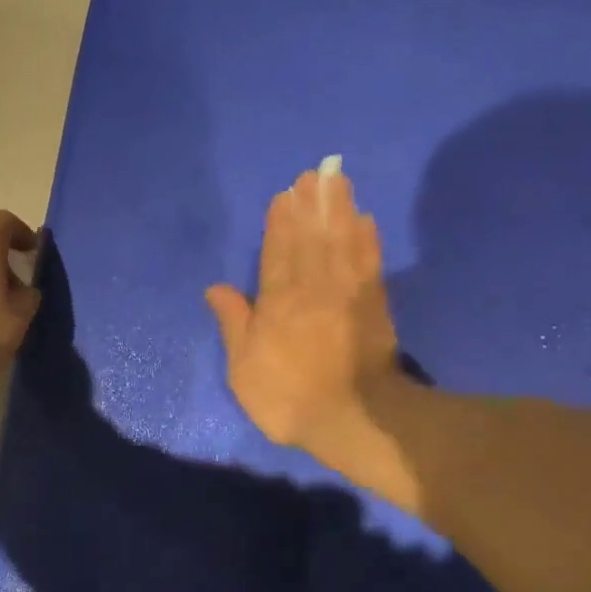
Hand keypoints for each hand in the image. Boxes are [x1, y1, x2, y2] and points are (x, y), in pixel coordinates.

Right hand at [206, 167, 401, 455]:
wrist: (353, 418)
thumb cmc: (288, 397)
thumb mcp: (244, 368)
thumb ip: (234, 323)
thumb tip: (215, 287)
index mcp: (278, 301)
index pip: (277, 253)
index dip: (280, 223)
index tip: (285, 194)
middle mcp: (313, 287)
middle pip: (311, 238)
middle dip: (311, 204)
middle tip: (315, 173)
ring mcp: (347, 294)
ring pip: (341, 241)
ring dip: (339, 210)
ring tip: (337, 181)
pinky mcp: (374, 305)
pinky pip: (369, 263)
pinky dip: (368, 240)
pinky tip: (366, 220)